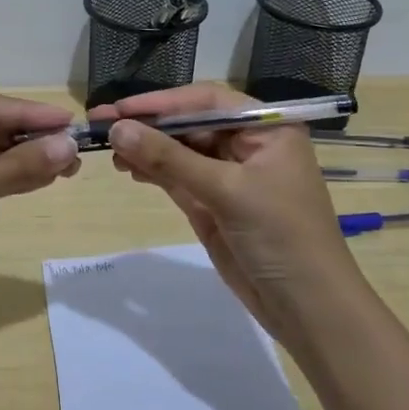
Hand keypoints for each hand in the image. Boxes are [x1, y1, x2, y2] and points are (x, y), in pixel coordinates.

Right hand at [93, 83, 358, 345]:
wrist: (308, 307)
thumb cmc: (281, 236)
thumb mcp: (227, 191)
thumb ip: (170, 159)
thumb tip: (117, 129)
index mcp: (266, 128)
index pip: (206, 102)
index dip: (162, 103)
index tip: (119, 108)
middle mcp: (248, 144)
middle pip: (189, 123)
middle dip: (148, 125)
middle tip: (100, 124)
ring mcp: (230, 175)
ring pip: (179, 151)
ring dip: (146, 148)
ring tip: (108, 150)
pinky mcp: (214, 203)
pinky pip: (178, 177)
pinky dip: (153, 171)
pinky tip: (128, 168)